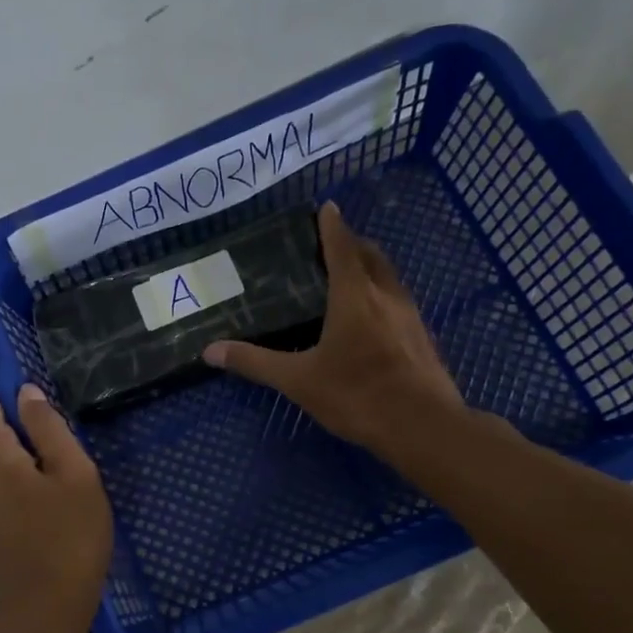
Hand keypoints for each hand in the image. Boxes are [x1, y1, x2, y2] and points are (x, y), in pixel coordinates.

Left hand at [0, 384, 112, 629]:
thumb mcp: (74, 473)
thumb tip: (26, 394)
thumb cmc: (69, 536)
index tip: (45, 401)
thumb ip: (48, 428)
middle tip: (67, 444)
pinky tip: (53, 498)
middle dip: (24, 427)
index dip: (10, 391)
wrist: (46, 609)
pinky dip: (21, 478)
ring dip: (26, 455)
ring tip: (65, 473)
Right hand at [202, 201, 467, 457]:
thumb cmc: (357, 395)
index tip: (327, 207)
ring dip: (371, 268)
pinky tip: (372, 318)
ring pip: (390, 277)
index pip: (343, 247)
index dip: (332, 226)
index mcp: (355, 296)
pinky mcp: (423, 337)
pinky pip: (400, 301)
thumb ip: (256, 362)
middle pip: (372, 255)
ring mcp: (410, 316)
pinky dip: (383, 294)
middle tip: (331, 244)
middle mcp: (386, 296)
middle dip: (354, 243)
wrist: (422, 426)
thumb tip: (210, 351)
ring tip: (349, 276)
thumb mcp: (299, 380)